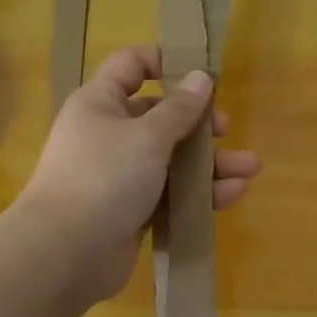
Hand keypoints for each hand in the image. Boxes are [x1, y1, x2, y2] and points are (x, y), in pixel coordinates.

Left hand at [18, 46, 261, 304]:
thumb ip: (179, 109)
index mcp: (101, 104)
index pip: (131, 65)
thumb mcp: (146, 136)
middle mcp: (109, 135)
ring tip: (251, 168)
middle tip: (226, 129)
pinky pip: (171, 194)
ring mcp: (121, 176)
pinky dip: (199, 193)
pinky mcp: (132, 211)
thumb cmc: (103, 178)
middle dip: (198, 122)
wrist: (65, 253)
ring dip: (210, 163)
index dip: (165, 62)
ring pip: (172, 160)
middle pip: (160, 117)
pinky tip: (234, 194)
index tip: (201, 73)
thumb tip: (201, 77)